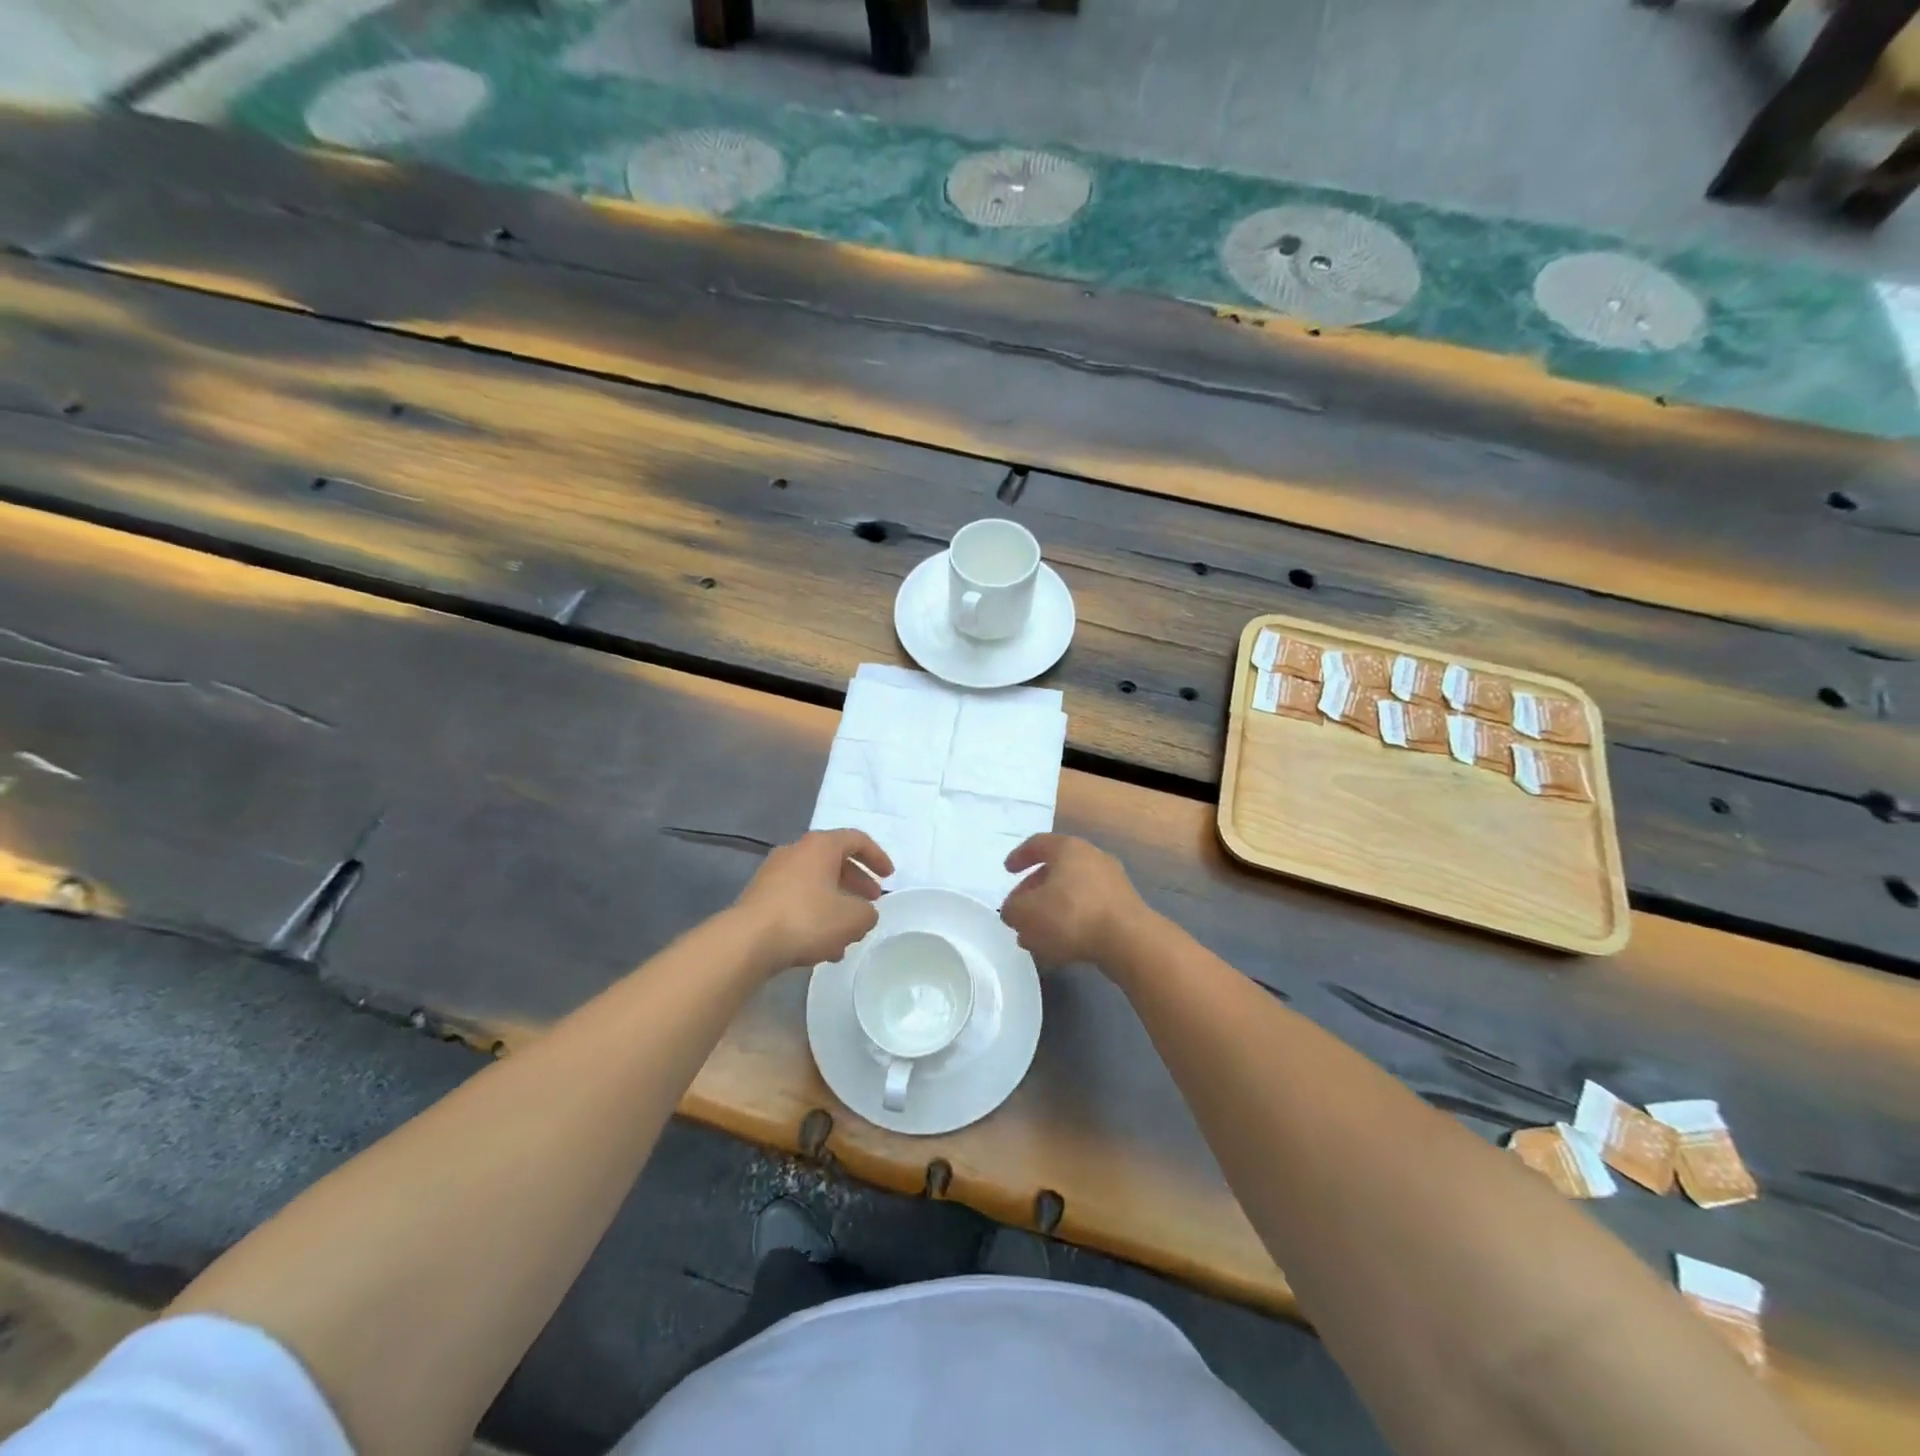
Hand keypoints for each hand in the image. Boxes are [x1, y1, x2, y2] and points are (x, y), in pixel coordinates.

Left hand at [732, 829, 893, 972]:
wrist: (747, 941)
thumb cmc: (807, 918)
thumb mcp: (852, 919)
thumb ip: (868, 913)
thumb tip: (864, 913)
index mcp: (820, 846)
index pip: (856, 839)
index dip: (877, 856)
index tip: (889, 877)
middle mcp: (796, 852)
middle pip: (834, 861)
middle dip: (856, 882)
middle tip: (871, 902)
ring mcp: (773, 874)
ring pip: (815, 884)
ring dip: (835, 904)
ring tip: (848, 933)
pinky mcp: (760, 898)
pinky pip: (796, 900)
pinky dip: (814, 915)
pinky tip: (822, 946)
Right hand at [999, 834, 1147, 969]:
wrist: (1128, 941)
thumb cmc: (1071, 914)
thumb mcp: (1027, 913)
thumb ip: (1012, 910)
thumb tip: (1013, 911)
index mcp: (1068, 848)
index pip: (1038, 844)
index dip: (1019, 856)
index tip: (1007, 871)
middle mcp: (1092, 858)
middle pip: (1055, 871)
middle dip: (1034, 892)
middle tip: (1019, 912)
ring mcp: (1112, 883)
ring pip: (1071, 893)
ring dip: (1051, 911)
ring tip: (1035, 936)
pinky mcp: (1123, 908)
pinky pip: (1089, 910)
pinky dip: (1071, 922)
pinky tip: (1060, 946)